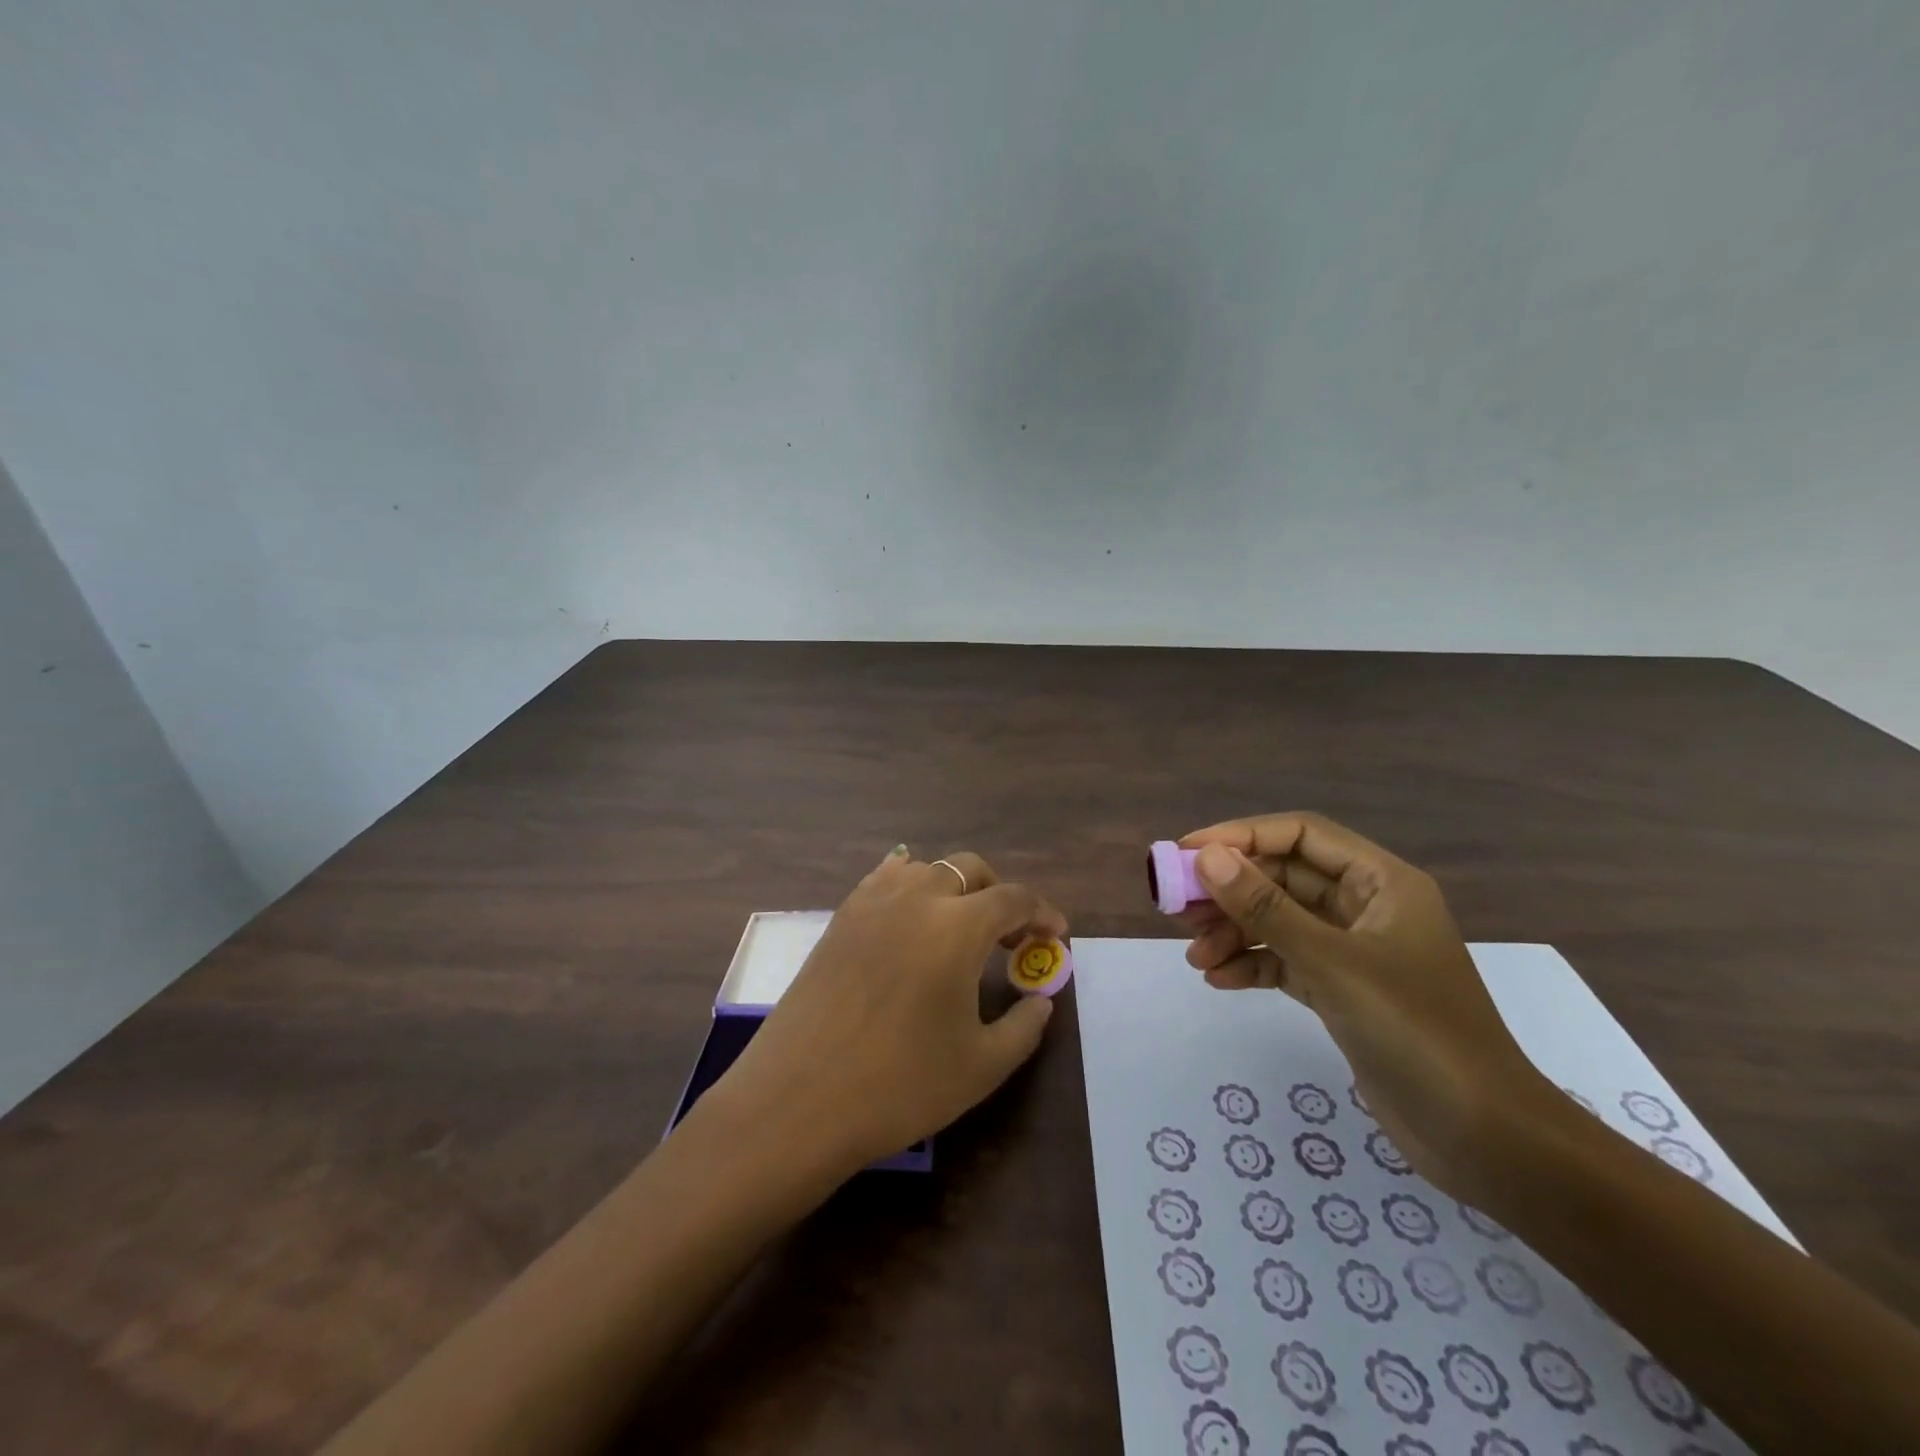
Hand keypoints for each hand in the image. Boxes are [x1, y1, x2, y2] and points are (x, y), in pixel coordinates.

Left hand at [712, 847, 1066, 1176]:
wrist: (798, 1101)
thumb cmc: (899, 1085)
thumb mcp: (981, 1066)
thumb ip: (1024, 1026)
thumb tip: (1041, 1001)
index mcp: (957, 925)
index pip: (1014, 899)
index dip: (1042, 913)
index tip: (1055, 935)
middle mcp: (916, 898)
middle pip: (970, 869)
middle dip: (999, 892)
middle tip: (1010, 936)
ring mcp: (871, 903)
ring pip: (925, 869)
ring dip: (954, 887)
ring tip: (960, 928)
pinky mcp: (840, 919)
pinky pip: (883, 880)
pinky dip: (908, 885)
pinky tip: (909, 913)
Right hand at [1175, 813, 1556, 1202]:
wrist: (1486, 1140)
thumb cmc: (1416, 1034)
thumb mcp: (1333, 964)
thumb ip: (1266, 908)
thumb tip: (1208, 857)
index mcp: (1381, 882)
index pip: (1300, 835)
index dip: (1241, 836)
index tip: (1187, 852)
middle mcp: (1366, 907)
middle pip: (1283, 878)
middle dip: (1230, 891)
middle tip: (1179, 910)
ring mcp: (1354, 951)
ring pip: (1279, 921)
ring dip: (1234, 932)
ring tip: (1195, 956)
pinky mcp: (1343, 991)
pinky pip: (1285, 961)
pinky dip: (1252, 965)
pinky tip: (1218, 980)